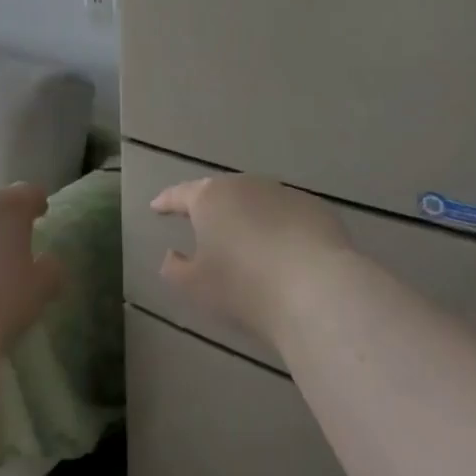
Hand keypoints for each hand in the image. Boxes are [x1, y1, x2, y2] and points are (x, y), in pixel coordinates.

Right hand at [151, 175, 351, 347]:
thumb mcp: (196, 287)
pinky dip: (280, 228)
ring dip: (247, 216)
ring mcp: (284, 193)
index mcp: (209, 198)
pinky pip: (288, 215)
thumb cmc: (244, 287)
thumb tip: (172, 255)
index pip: (180, 194)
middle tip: (201, 222)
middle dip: (210, 206)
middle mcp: (245, 185)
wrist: (318, 290)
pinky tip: (284, 251)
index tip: (157, 206)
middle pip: (220, 192)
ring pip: (257, 201)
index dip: (167, 201)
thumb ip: (175, 269)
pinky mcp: (317, 209)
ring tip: (244, 239)